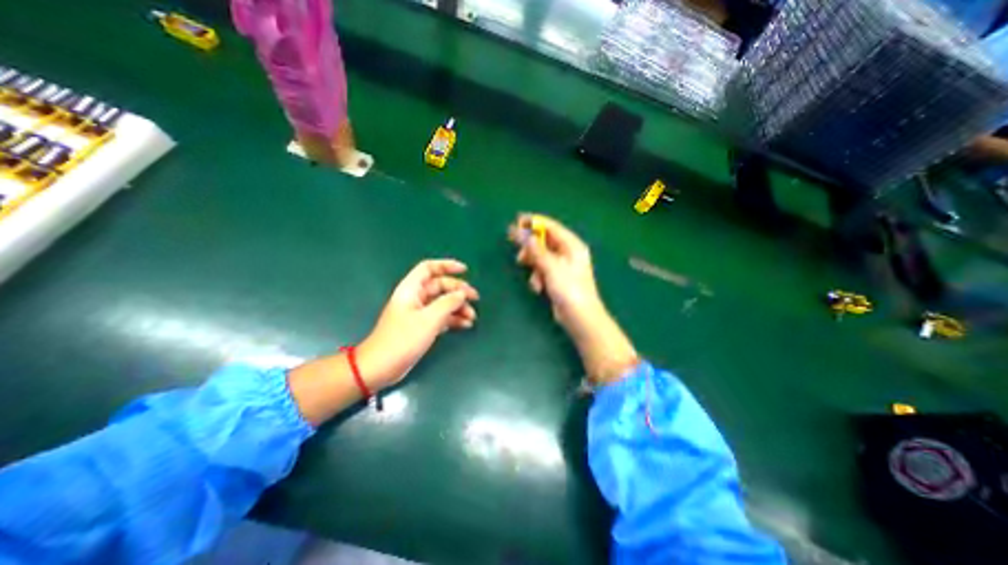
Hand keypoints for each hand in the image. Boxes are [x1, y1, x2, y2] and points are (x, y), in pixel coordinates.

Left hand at [356, 259, 476, 387]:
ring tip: (472, 316)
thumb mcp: (429, 319)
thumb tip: (462, 294)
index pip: (429, 268)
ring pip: (442, 303)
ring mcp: (418, 313)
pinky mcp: (421, 327)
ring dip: (458, 307)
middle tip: (475, 298)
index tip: (465, 270)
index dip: (447, 265)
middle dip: (458, 291)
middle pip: (440, 286)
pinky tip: (465, 325)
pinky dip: (453, 319)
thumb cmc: (403, 339)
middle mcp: (415, 298)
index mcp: (411, 289)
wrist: (381, 367)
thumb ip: (448, 303)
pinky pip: (441, 317)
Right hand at [508, 213, 601, 334]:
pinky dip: (537, 276)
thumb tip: (520, 232)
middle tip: (514, 244)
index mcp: (572, 245)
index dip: (534, 222)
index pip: (551, 226)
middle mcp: (568, 252)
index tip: (516, 221)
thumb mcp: (551, 267)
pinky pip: (542, 270)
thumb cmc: (569, 289)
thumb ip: (535, 249)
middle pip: (544, 241)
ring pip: (541, 256)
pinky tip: (538, 287)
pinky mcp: (557, 278)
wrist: (580, 318)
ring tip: (526, 269)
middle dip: (530, 246)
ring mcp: (562, 266)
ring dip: (532, 263)